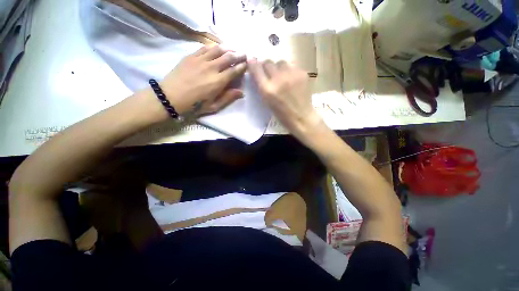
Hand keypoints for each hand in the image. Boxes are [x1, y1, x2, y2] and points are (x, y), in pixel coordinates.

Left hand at [160, 45, 246, 116]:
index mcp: (218, 81)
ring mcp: (200, 60)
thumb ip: (228, 97)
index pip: (234, 70)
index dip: (242, 66)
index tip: (247, 64)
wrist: (171, 97)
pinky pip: (205, 48)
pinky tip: (217, 48)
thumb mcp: (214, 106)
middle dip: (239, 55)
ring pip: (218, 49)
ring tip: (233, 49)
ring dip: (228, 48)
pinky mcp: (191, 56)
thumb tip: (241, 92)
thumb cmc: (194, 105)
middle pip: (228, 57)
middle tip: (244, 54)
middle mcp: (211, 68)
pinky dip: (214, 47)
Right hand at [248, 59, 322, 139]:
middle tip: (270, 73)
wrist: (301, 117)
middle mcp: (278, 79)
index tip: (252, 62)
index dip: (253, 64)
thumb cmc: (281, 114)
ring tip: (282, 77)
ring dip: (278, 68)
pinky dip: (289, 72)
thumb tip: (257, 70)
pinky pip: (292, 67)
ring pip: (280, 62)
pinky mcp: (302, 73)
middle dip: (266, 66)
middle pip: (268, 62)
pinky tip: (292, 81)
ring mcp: (291, 75)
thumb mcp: (267, 102)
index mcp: (267, 89)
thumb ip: (261, 86)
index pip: (256, 68)